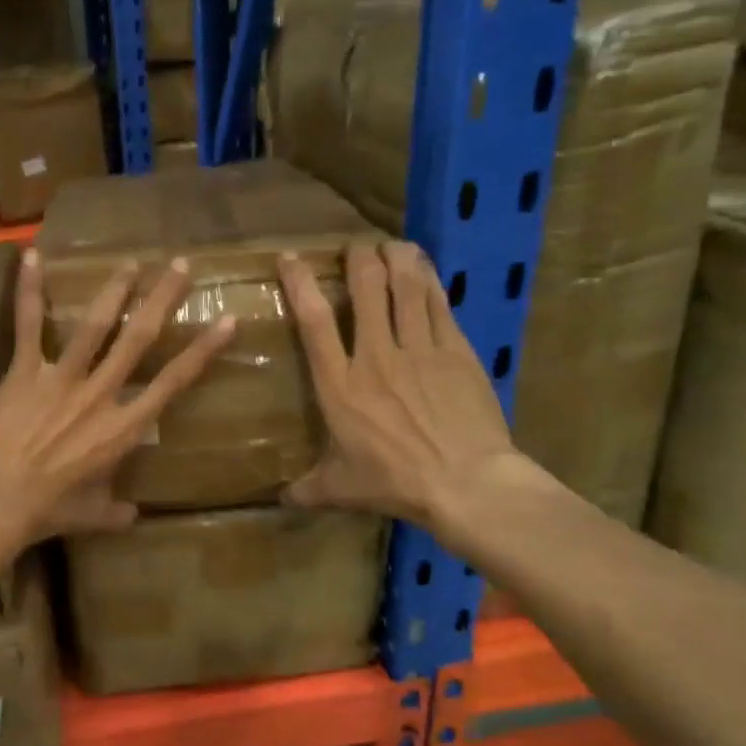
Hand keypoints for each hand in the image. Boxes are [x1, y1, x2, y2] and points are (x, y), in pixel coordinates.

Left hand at [0, 248, 234, 547]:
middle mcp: (100, 394)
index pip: (173, 383)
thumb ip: (115, 512)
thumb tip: (133, 517)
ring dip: (114, 290)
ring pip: (94, 326)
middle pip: (139, 339)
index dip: (203, 351)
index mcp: (123, 428)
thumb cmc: (47, 510)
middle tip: (179, 265)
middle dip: (162, 299)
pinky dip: (28, 291)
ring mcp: (61, 379)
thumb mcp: (91, 515)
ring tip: (130, 262)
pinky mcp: (23, 372)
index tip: (226, 321)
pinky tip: (31, 256)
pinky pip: (28, 325)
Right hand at [280, 240, 534, 549]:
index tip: (291, 258)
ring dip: (396, 258)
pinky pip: (439, 303)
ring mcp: (419, 349)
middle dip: (358, 258)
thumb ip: (308, 488)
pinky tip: (424, 267)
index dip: (300, 283)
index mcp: (340, 385)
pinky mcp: (455, 351)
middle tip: (356, 248)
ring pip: (405, 286)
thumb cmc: (395, 483)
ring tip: (391, 245)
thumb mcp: (341, 489)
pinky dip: (429, 279)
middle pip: (365, 288)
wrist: (465, 483)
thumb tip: (280, 500)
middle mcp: (375, 356)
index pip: (314, 321)